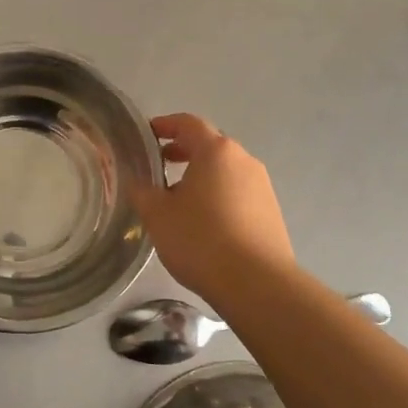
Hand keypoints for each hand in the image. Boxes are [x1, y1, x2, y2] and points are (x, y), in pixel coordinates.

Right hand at [130, 113, 295, 299]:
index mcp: (216, 151)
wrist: (257, 284)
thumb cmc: (201, 240)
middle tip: (159, 165)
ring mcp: (262, 186)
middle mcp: (244, 160)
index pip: (188, 123)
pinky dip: (218, 195)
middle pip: (210, 145)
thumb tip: (136, 181)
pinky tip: (204, 221)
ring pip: (225, 170)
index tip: (147, 134)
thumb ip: (142, 191)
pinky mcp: (271, 212)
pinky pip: (238, 192)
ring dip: (201, 175)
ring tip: (178, 198)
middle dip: (183, 151)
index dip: (165, 125)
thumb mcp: (158, 214)